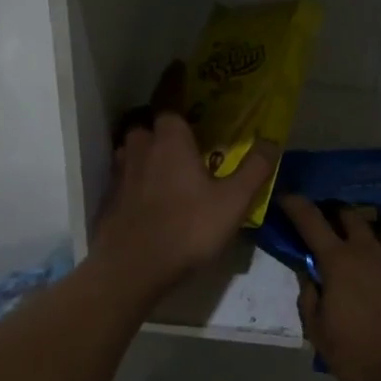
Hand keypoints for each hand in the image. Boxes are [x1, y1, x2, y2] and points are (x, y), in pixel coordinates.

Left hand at [93, 112, 276, 297]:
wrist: (132, 268)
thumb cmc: (188, 227)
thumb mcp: (234, 201)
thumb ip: (255, 169)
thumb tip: (272, 141)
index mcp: (170, 142)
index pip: (170, 112)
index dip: (184, 118)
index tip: (199, 129)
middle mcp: (140, 150)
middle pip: (146, 129)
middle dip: (161, 136)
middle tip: (182, 152)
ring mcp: (119, 176)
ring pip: (130, 154)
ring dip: (144, 159)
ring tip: (164, 175)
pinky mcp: (108, 202)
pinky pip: (121, 183)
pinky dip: (133, 186)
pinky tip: (147, 204)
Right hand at [278, 195, 380, 380]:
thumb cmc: (362, 357)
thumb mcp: (320, 337)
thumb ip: (310, 301)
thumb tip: (308, 276)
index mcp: (339, 263)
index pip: (311, 224)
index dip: (297, 206)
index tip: (288, 195)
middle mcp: (371, 252)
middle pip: (353, 217)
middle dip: (339, 212)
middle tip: (333, 218)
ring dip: (380, 229)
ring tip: (378, 233)